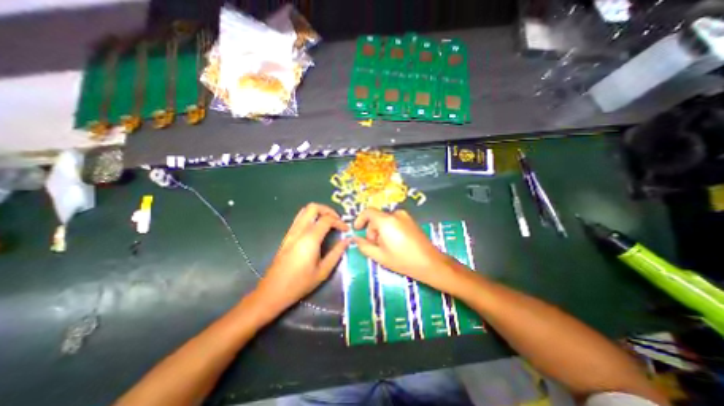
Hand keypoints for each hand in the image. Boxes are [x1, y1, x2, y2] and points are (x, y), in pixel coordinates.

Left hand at [254, 205, 351, 314]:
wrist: (273, 291)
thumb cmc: (300, 283)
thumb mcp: (323, 271)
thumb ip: (337, 253)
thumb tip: (347, 240)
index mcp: (310, 239)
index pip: (327, 219)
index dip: (339, 222)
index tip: (346, 230)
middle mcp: (299, 231)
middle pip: (314, 207)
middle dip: (328, 210)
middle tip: (337, 220)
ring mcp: (291, 231)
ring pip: (305, 210)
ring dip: (319, 211)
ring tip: (329, 222)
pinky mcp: (287, 235)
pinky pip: (300, 218)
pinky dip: (311, 217)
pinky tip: (317, 228)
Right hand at [353, 209, 457, 288]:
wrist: (430, 262)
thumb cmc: (403, 260)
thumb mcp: (379, 256)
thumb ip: (364, 246)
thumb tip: (356, 239)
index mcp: (386, 221)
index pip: (368, 212)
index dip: (360, 219)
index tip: (357, 229)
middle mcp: (396, 214)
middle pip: (377, 217)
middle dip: (372, 230)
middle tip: (374, 245)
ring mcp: (405, 217)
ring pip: (385, 220)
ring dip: (380, 231)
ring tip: (385, 247)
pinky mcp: (411, 221)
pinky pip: (394, 221)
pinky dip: (389, 229)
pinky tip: (395, 243)